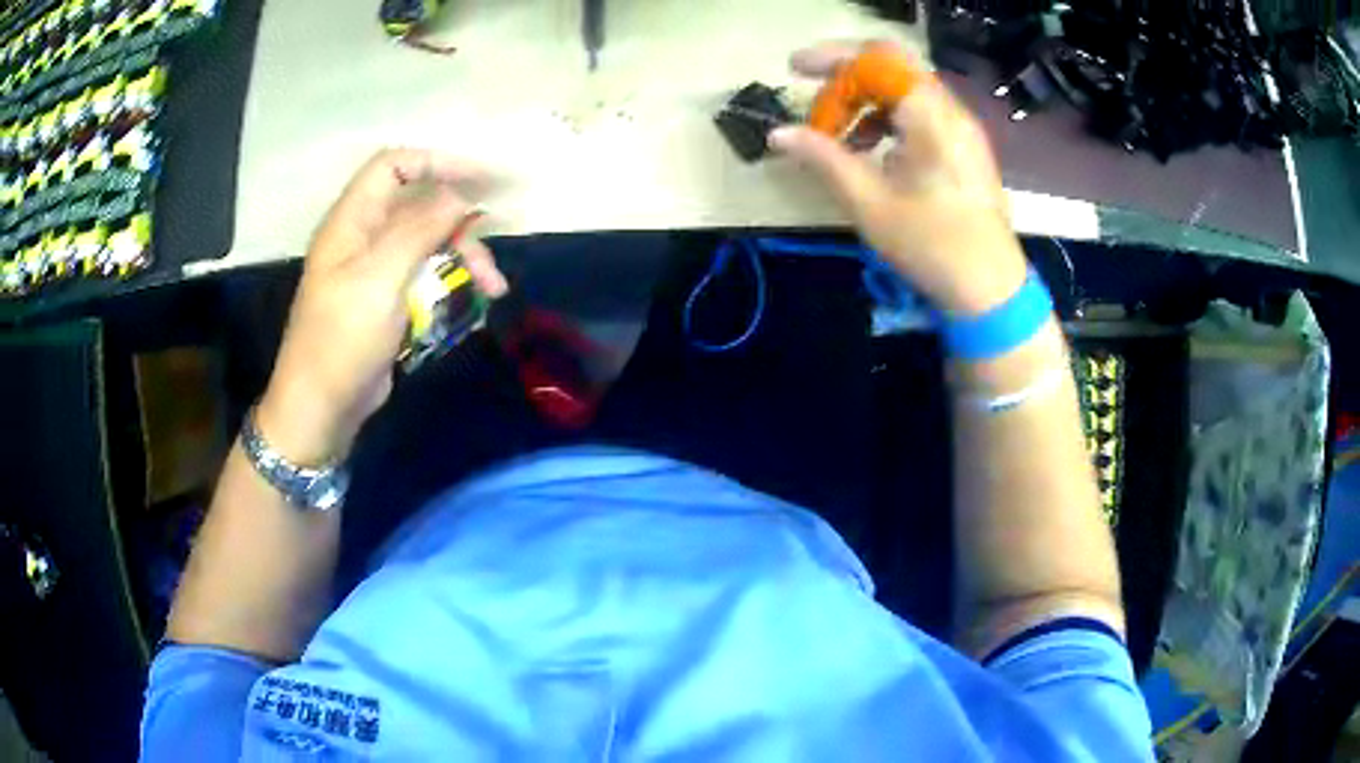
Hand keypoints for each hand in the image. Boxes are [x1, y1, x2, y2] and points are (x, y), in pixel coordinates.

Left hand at [257, 149, 508, 464]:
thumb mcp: (379, 279)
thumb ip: (418, 230)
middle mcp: (364, 237)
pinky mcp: (388, 298)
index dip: (436, 163)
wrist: (321, 407)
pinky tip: (476, 300)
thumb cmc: (341, 340)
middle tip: (492, 243)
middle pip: (419, 205)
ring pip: (429, 242)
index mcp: (352, 221)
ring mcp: (376, 269)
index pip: (394, 167)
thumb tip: (459, 195)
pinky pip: (426, 274)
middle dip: (460, 221)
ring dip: (464, 256)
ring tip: (493, 287)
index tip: (481, 179)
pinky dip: (453, 281)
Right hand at [770, 42, 1028, 314]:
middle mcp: (950, 110)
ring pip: (905, 89)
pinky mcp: (964, 147)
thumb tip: (778, 134)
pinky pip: (921, 113)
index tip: (794, 71)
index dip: (832, 57)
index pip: (877, 58)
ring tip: (838, 135)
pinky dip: (888, 119)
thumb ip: (824, 158)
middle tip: (814, 102)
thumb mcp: (870, 203)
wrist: (991, 290)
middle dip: (846, 77)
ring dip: (866, 101)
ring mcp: (962, 128)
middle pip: (892, 67)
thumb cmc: (932, 246)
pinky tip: (871, 150)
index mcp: (931, 116)